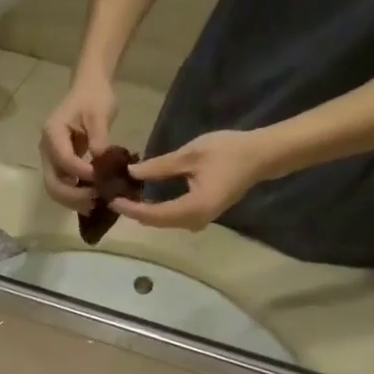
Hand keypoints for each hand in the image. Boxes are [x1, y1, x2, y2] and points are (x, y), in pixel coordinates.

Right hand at [39, 75, 118, 208]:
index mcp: (52, 134)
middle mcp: (45, 150)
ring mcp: (50, 159)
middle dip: (73, 195)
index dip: (82, 173)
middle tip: (96, 200)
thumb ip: (99, 139)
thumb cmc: (94, 97)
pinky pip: (62, 185)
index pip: (64, 161)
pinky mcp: (58, 165)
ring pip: (55, 189)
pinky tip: (91, 200)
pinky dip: (74, 195)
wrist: (88, 88)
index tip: (103, 178)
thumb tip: (103, 166)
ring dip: (72, 200)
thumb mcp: (100, 114)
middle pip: (52, 183)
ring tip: (94, 204)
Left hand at [113, 128, 277, 229]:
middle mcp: (194, 222)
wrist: (262, 156)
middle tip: (114, 196)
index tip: (112, 198)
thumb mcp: (190, 155)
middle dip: (134, 211)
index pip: (152, 215)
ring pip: (163, 221)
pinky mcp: (201, 216)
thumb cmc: (229, 151)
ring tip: (125, 196)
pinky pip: (173, 217)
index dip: (130, 208)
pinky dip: (157, 209)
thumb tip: (131, 173)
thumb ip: (159, 167)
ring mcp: (199, 221)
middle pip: (155, 222)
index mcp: (192, 209)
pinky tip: (145, 197)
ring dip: (144, 211)